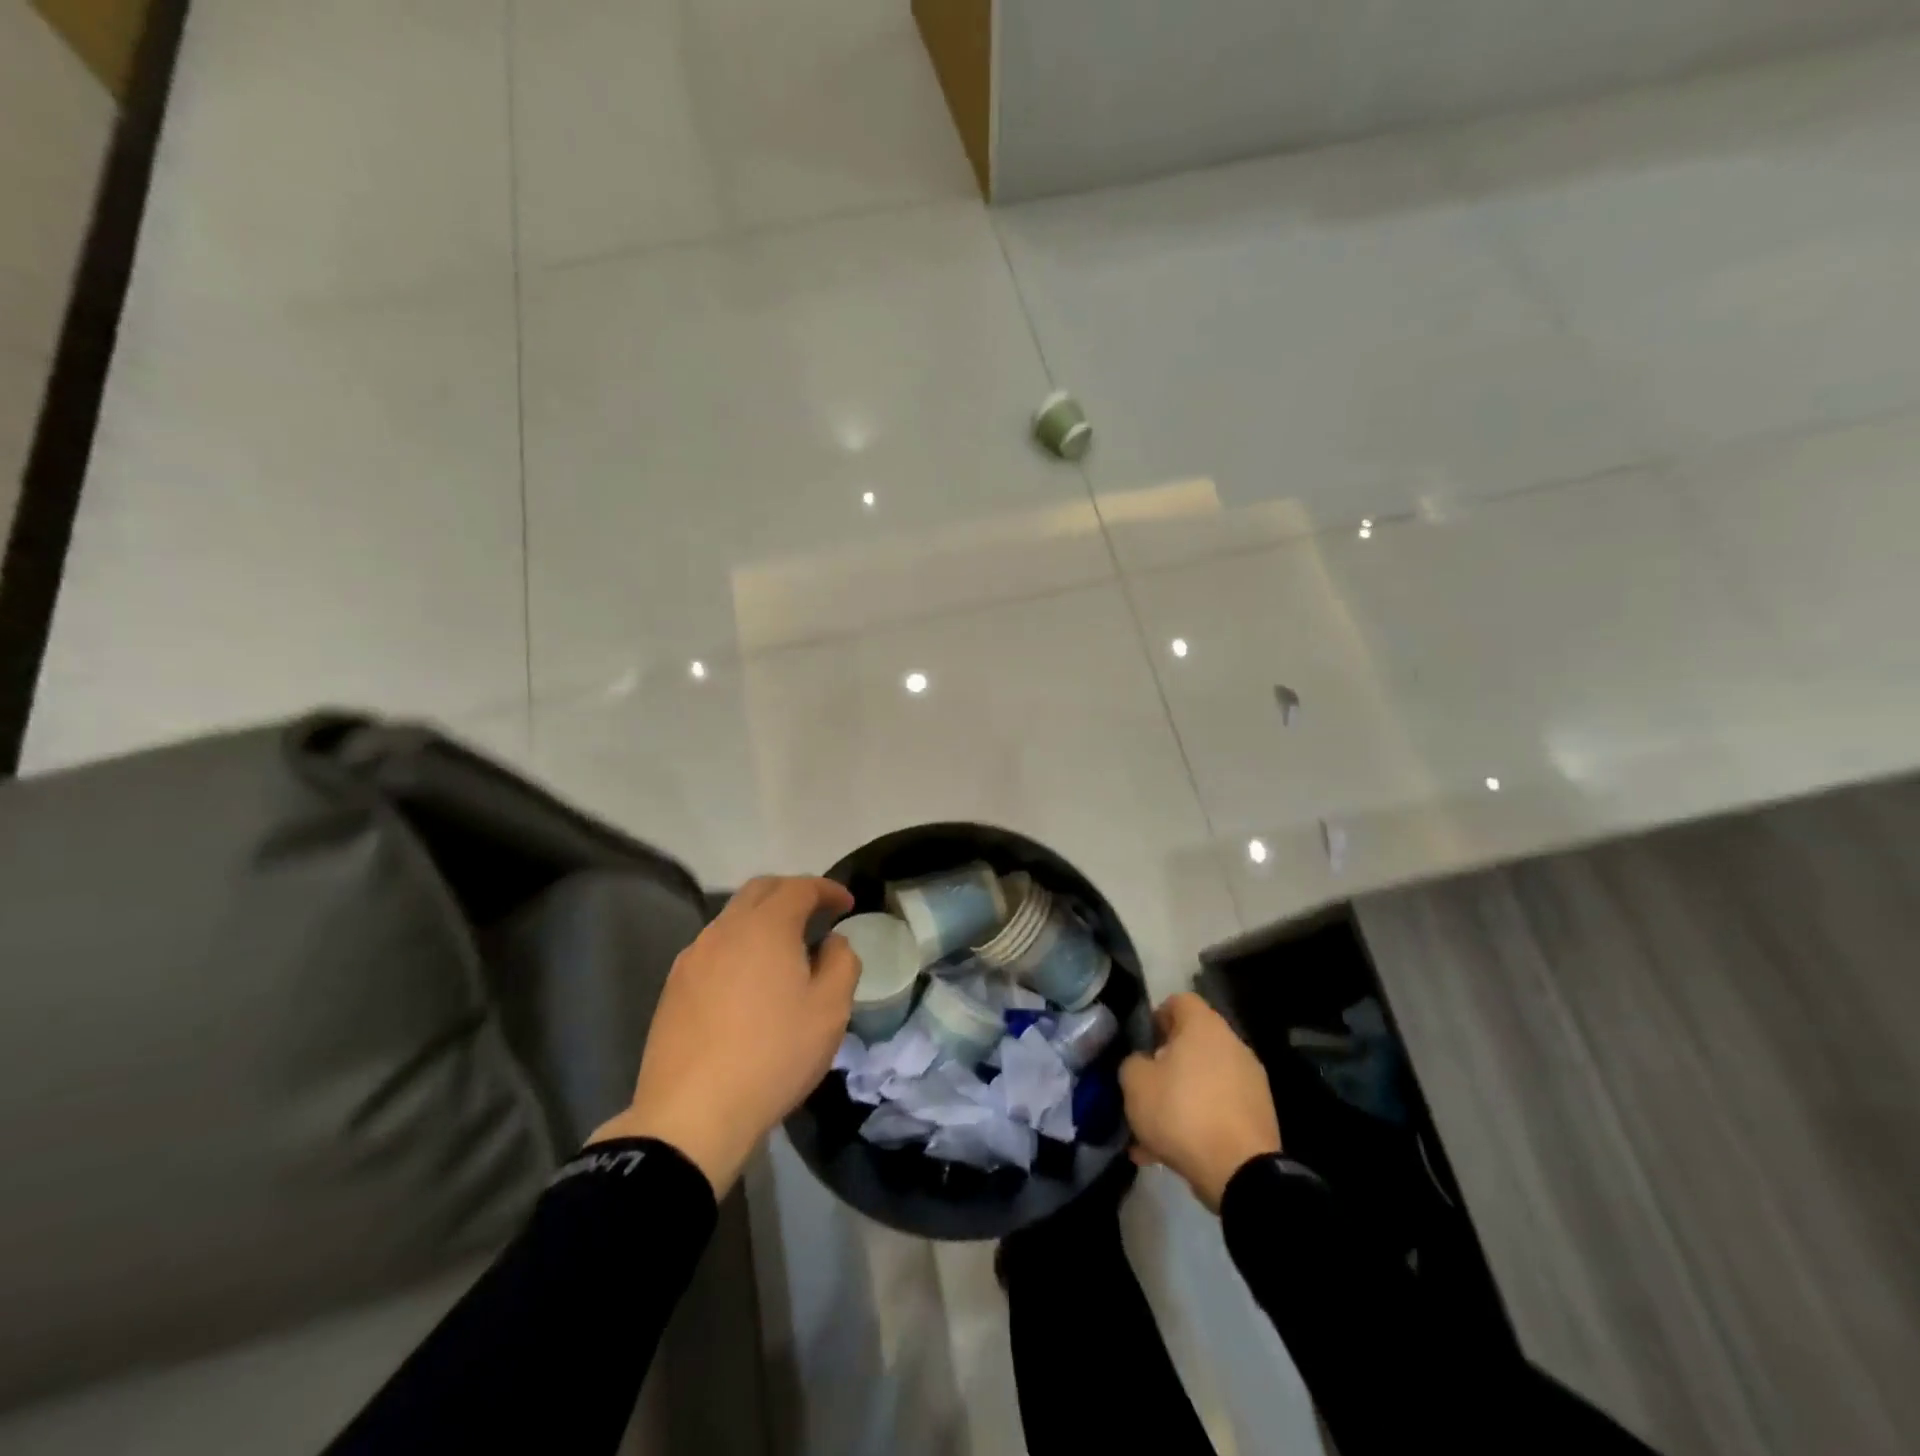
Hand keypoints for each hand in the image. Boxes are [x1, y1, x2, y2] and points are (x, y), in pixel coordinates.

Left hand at [590, 876, 858, 1195]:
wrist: (692, 1114)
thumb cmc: (774, 1055)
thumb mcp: (830, 1010)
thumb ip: (842, 962)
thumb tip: (832, 942)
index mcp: (766, 926)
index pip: (800, 886)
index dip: (828, 889)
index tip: (847, 904)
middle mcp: (725, 929)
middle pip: (761, 891)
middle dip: (792, 892)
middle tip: (817, 914)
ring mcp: (693, 957)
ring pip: (732, 918)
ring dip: (762, 920)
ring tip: (784, 951)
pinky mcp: (673, 987)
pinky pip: (713, 948)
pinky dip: (739, 947)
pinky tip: (748, 981)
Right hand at [1120, 992, 1282, 1211]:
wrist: (1240, 1172)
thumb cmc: (1182, 1112)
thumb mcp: (1135, 1083)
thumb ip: (1132, 1063)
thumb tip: (1143, 1063)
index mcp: (1204, 1026)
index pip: (1179, 1001)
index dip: (1157, 1017)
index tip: (1142, 1043)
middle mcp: (1232, 1044)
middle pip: (1193, 1043)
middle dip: (1167, 1064)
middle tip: (1146, 1087)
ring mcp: (1251, 1081)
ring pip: (1204, 1080)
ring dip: (1180, 1098)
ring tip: (1153, 1132)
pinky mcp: (1259, 1115)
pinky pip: (1219, 1109)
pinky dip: (1199, 1122)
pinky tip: (1173, 1153)